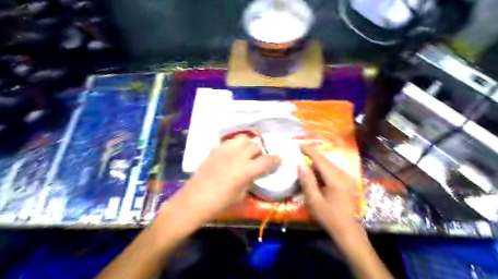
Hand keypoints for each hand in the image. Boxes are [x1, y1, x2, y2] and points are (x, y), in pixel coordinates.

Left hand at [156, 135, 279, 232]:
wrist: (195, 199)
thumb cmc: (220, 203)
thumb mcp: (241, 194)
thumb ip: (250, 179)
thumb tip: (254, 172)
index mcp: (247, 170)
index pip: (267, 160)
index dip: (275, 159)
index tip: (278, 159)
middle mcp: (238, 156)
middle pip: (255, 146)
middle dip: (260, 153)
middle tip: (258, 160)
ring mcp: (225, 150)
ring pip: (243, 139)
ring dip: (248, 146)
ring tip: (246, 154)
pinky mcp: (215, 149)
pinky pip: (230, 142)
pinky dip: (235, 146)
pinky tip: (232, 155)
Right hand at [297, 145, 364, 238]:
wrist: (348, 230)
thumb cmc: (329, 216)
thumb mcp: (314, 200)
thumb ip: (307, 180)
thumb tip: (300, 164)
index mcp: (335, 178)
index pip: (320, 159)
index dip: (308, 150)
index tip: (297, 144)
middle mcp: (343, 174)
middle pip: (325, 160)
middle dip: (311, 157)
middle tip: (298, 155)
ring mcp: (347, 177)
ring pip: (329, 165)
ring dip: (316, 164)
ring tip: (304, 167)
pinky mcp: (347, 181)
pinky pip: (332, 171)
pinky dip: (322, 171)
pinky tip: (316, 177)